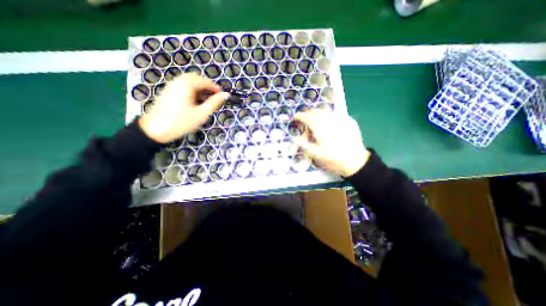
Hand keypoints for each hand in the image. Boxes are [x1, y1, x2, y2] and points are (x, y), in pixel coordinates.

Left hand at [139, 73, 227, 142]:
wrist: (155, 129)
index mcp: (187, 85)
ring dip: (200, 89)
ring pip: (190, 82)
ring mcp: (172, 85)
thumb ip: (214, 103)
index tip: (223, 97)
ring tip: (206, 101)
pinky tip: (195, 101)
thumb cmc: (181, 122)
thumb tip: (226, 95)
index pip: (206, 81)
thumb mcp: (201, 114)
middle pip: (197, 79)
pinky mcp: (168, 91)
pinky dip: (192, 90)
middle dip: (208, 87)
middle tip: (215, 99)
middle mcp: (179, 81)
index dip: (216, 88)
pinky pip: (183, 86)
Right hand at [295, 110, 370, 176]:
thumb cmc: (333, 158)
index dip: (298, 116)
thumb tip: (297, 138)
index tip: (294, 119)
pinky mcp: (348, 120)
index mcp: (319, 126)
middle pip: (315, 111)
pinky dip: (329, 119)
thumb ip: (304, 144)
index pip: (305, 116)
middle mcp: (328, 118)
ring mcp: (340, 118)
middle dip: (308, 115)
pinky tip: (330, 127)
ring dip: (318, 116)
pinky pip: (335, 116)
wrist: (355, 160)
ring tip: (317, 125)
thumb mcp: (315, 154)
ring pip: (325, 112)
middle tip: (305, 123)